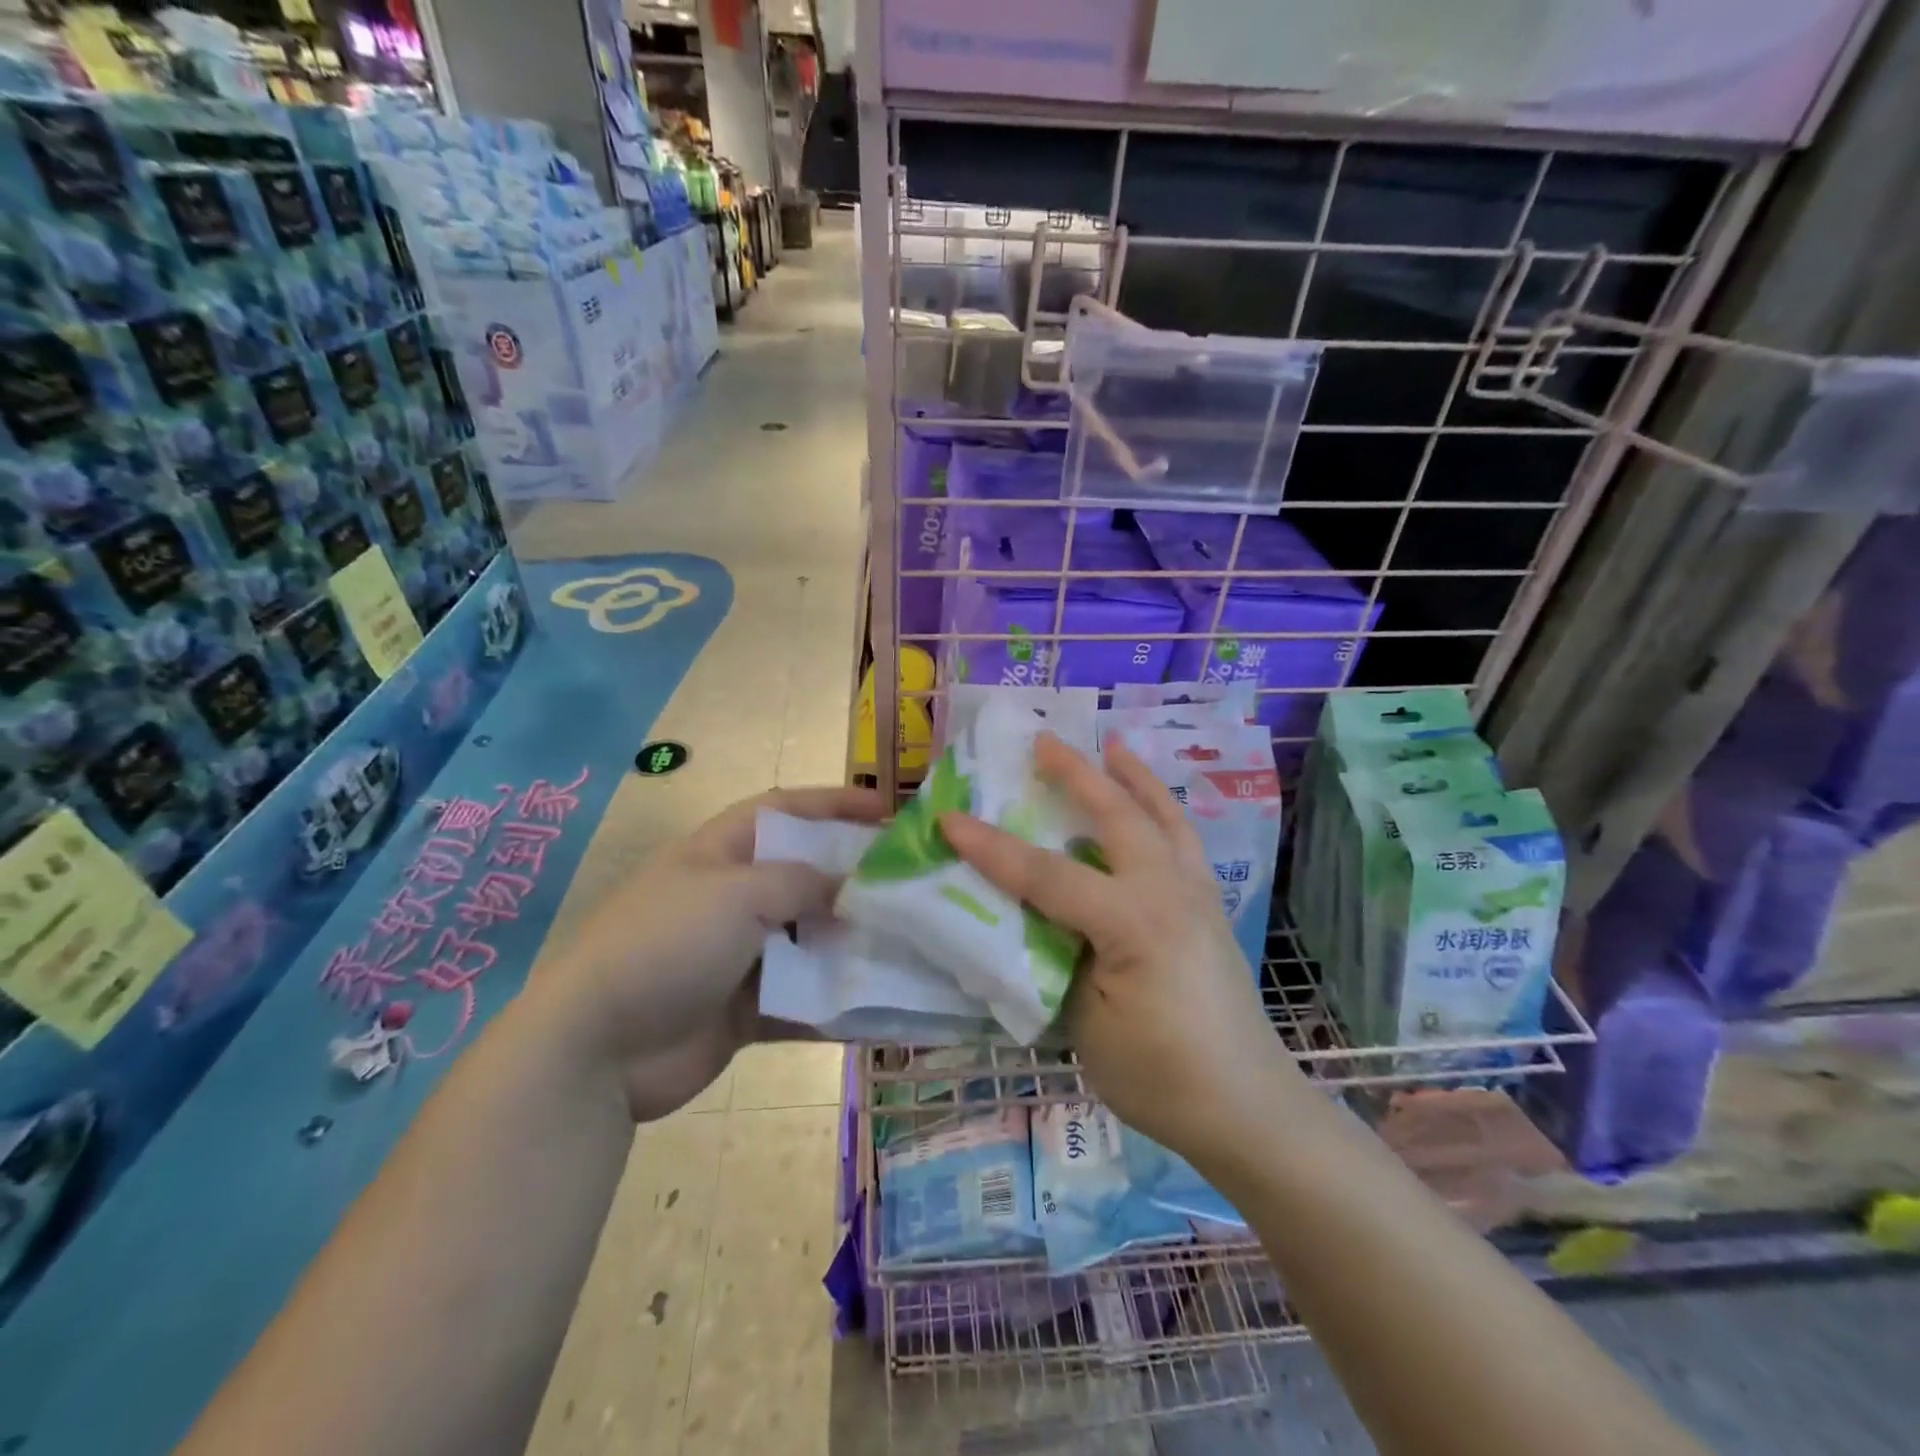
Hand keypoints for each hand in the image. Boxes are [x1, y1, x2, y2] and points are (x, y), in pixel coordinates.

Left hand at [534, 785, 886, 1121]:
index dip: (835, 804)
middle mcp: (733, 898)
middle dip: (856, 880)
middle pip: (807, 877)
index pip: (786, 810)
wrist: (597, 1048)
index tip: (889, 812)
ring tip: (911, 947)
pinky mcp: (746, 1009)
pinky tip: (881, 1007)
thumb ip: (802, 883)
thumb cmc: (667, 944)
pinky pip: (803, 999)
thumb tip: (852, 887)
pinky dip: (836, 1002)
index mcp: (722, 853)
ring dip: (853, 945)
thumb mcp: (737, 894)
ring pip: (810, 941)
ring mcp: (739, 956)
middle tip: (912, 886)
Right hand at [940, 735, 1305, 1171]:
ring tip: (1114, 745)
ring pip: (1163, 816)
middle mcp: (1169, 891)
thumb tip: (1028, 917)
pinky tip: (1151, 806)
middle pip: (1117, 817)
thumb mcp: (1086, 1023)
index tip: (949, 820)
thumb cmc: (1159, 1076)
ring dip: (1133, 777)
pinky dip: (1162, 809)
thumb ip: (1056, 956)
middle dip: (1076, 774)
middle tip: (1043, 741)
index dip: (992, 849)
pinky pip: (1182, 839)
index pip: (1048, 874)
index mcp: (1133, 922)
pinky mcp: (1210, 905)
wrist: (1245, 1107)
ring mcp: (1197, 894)